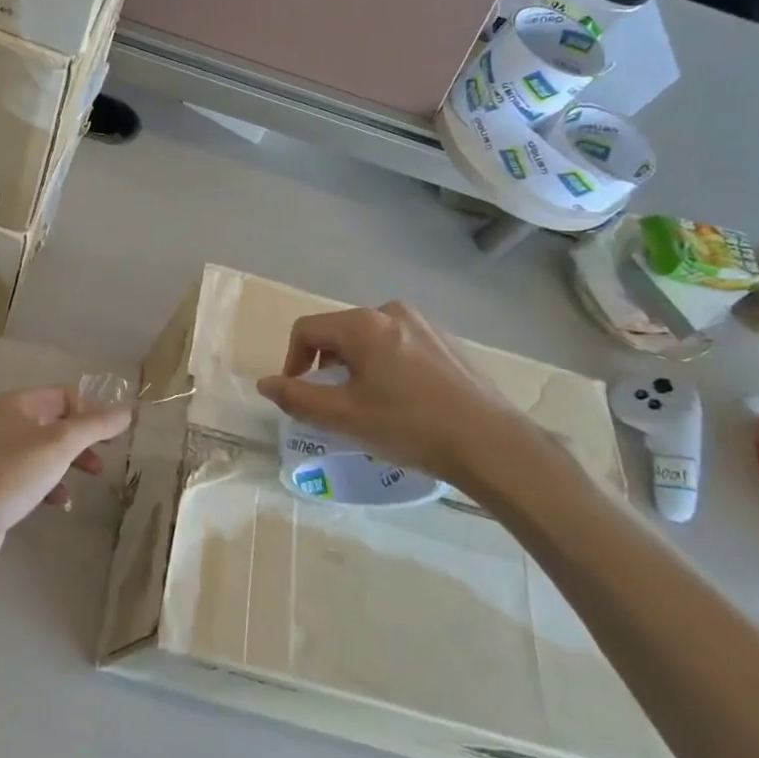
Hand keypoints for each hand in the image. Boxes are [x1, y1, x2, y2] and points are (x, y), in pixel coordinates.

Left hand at [0, 387, 131, 573]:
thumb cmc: (15, 473)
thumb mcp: (61, 444)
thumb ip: (96, 425)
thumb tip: (128, 411)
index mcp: (18, 403)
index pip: (65, 395)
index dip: (91, 411)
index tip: (112, 436)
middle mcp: (7, 422)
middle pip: (58, 422)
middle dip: (85, 438)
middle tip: (106, 457)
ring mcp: (2, 453)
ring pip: (48, 450)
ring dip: (72, 462)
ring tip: (92, 478)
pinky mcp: (0, 483)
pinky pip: (35, 475)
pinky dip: (52, 484)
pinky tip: (60, 502)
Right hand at [256, 302, 539, 491]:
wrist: (493, 445)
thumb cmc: (410, 427)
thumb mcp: (344, 417)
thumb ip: (297, 398)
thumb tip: (265, 384)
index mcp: (364, 324)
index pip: (307, 330)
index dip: (292, 362)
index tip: (298, 395)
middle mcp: (391, 312)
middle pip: (338, 332)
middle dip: (325, 365)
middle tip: (333, 404)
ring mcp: (424, 325)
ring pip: (369, 340)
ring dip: (355, 367)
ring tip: (367, 404)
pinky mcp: (446, 342)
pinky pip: (398, 346)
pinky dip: (385, 367)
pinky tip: (402, 401)